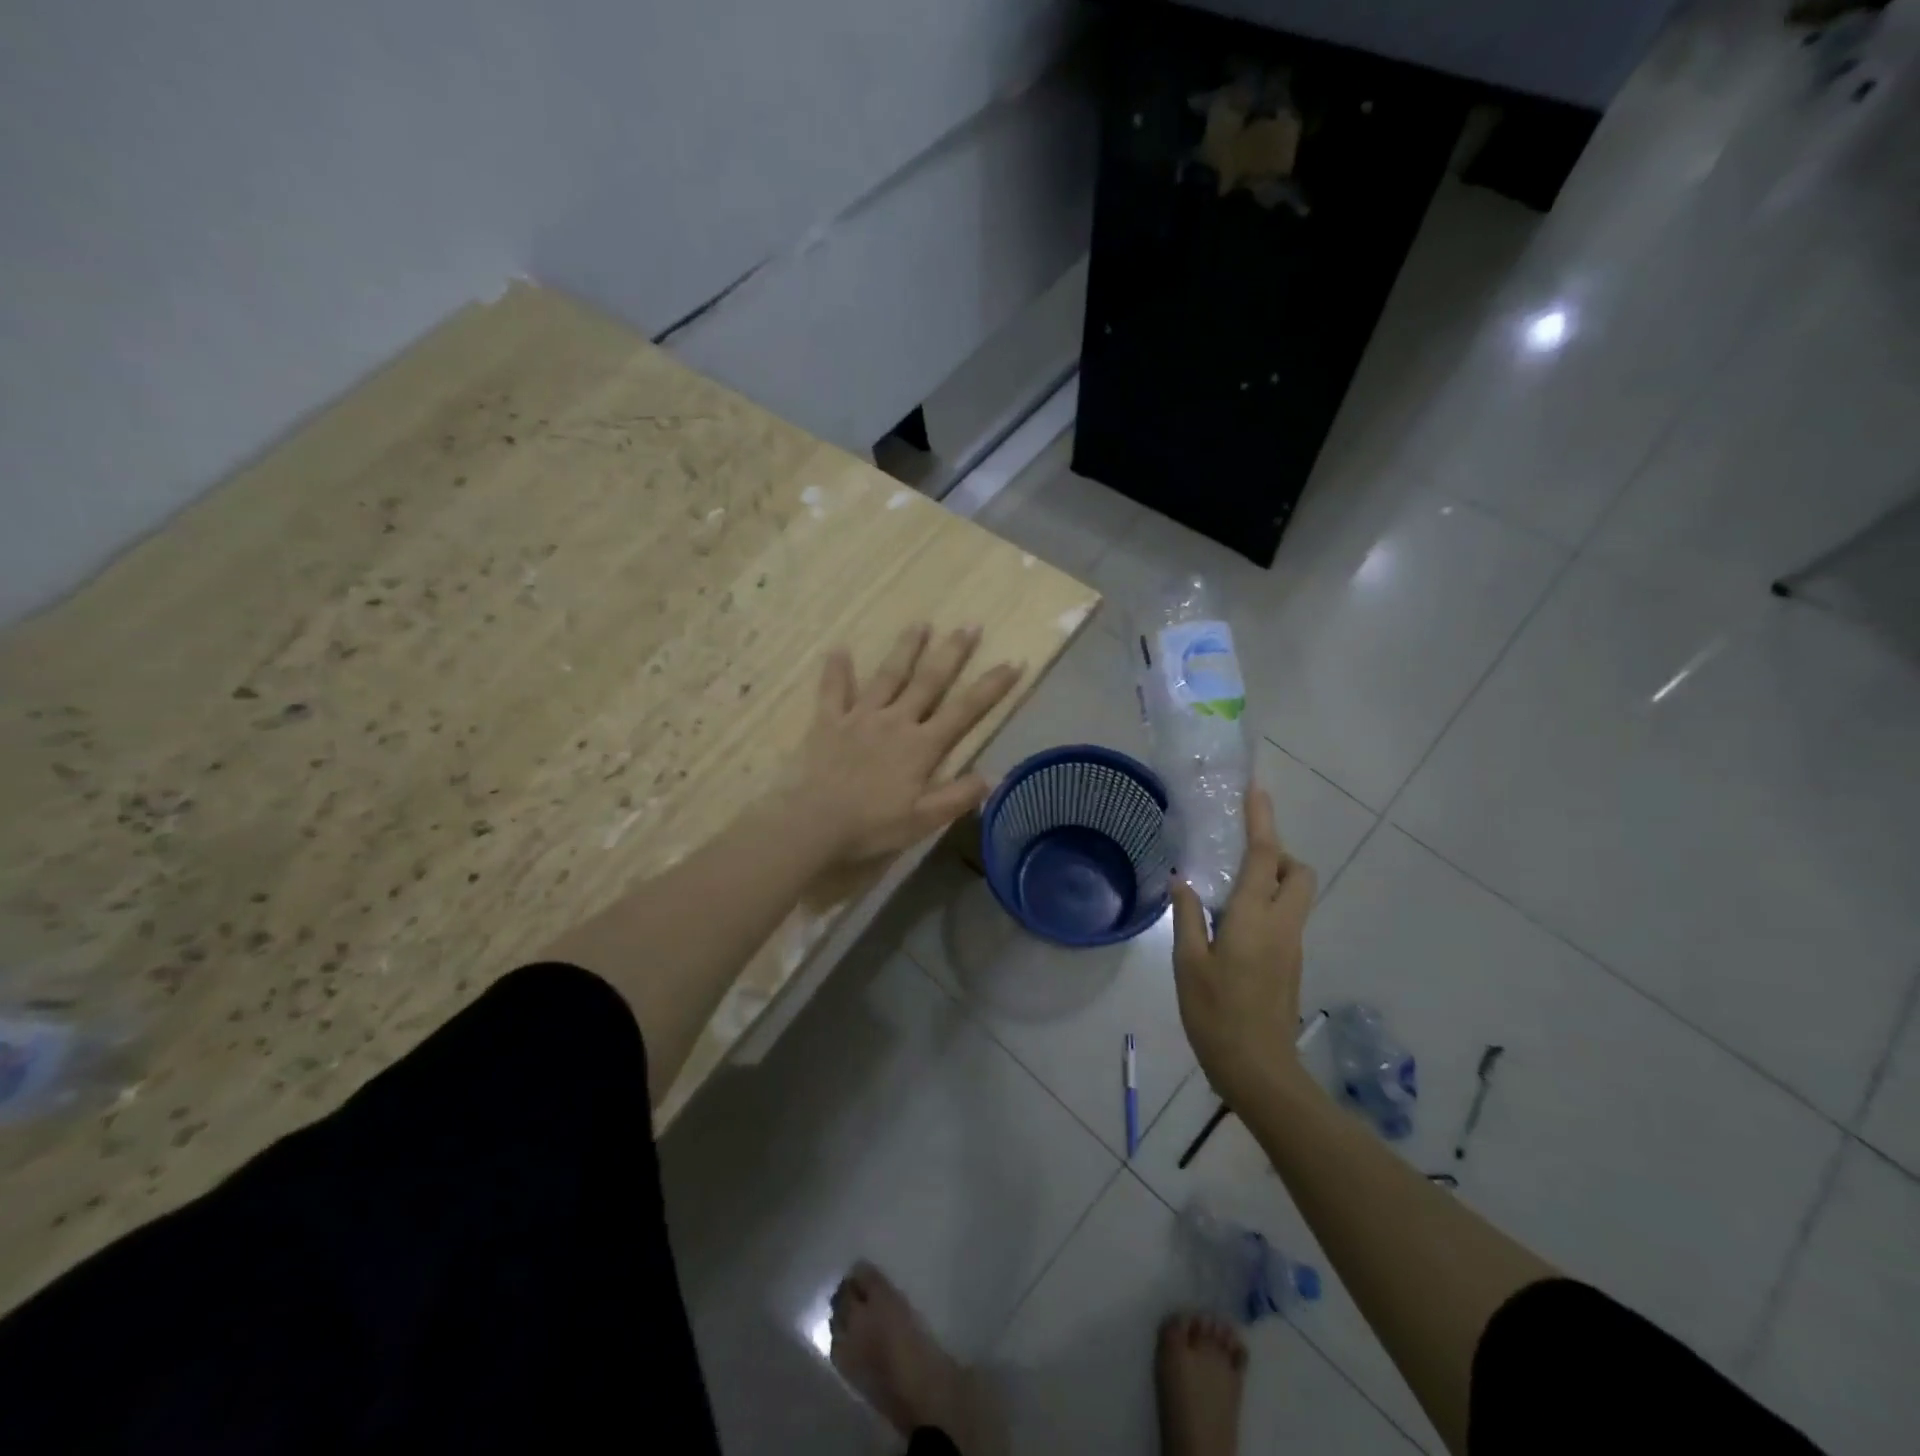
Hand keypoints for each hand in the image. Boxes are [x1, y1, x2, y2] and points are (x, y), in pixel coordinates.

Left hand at [789, 624, 1022, 865]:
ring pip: (887, 676)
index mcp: (922, 746)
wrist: (814, 825)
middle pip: (929, 681)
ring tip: (920, 624)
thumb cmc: (872, 826)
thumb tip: (993, 776)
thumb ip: (958, 796)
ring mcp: (860, 718)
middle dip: (952, 653)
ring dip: (905, 649)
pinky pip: (833, 691)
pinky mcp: (828, 722)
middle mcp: (895, 721)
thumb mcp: (924, 821)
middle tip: (969, 625)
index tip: (1013, 662)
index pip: (965, 710)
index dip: (992, 686)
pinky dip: (836, 670)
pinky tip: (838, 648)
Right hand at [1169, 787, 1318, 1108]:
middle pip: (1298, 872)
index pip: (1265, 856)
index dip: (1261, 819)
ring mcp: (1292, 945)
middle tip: (1239, 862)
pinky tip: (1232, 927)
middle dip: (1277, 854)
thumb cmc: (1216, 1014)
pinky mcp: (1291, 963)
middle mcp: (1283, 924)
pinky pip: (1286, 917)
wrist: (1259, 1070)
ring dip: (1272, 880)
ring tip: (1227, 894)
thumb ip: (1188, 917)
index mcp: (1255, 917)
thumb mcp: (1188, 963)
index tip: (1257, 790)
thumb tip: (1184, 880)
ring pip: (1296, 895)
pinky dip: (1268, 905)